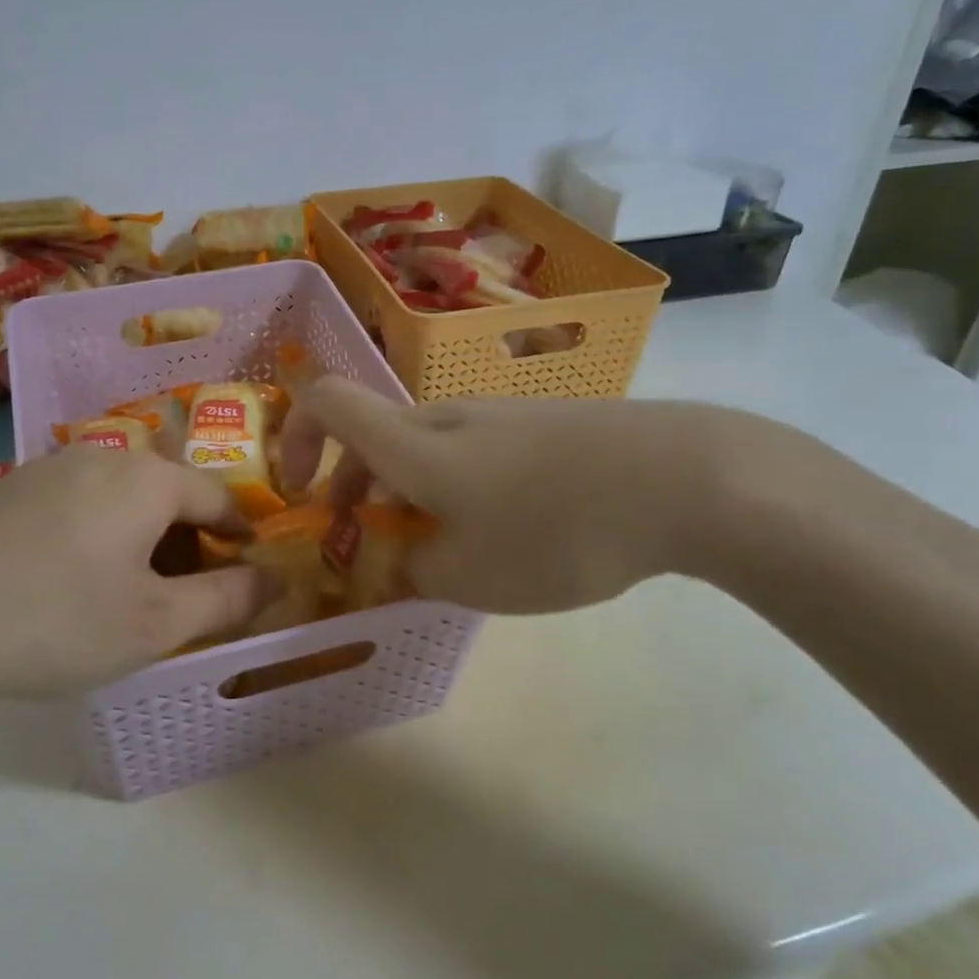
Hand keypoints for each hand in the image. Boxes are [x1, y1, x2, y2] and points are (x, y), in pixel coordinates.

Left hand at [0, 446, 265, 717]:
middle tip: (185, 593)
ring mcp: (51, 466)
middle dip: (189, 538)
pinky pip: (81, 499)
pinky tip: (75, 576)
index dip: (241, 535)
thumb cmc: (59, 623)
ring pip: (123, 494)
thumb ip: (228, 599)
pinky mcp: (13, 487)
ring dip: (144, 534)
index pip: (218, 496)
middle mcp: (104, 455)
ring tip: (131, 588)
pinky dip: (100, 529)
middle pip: (169, 491)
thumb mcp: (157, 624)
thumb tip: (277, 579)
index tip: (246, 571)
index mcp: (147, 478)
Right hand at [280, 379, 755, 613]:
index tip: (298, 492)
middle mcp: (446, 416)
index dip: (294, 438)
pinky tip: (505, 533)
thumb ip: (415, 569)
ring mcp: (498, 416)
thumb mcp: (471, 576)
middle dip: (354, 489)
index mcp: (411, 443)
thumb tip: (402, 558)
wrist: (684, 479)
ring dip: (409, 493)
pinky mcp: (541, 425)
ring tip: (444, 553)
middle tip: (371, 547)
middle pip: (373, 434)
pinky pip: (474, 451)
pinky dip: (457, 487)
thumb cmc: (556, 529)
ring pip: (425, 447)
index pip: (325, 401)